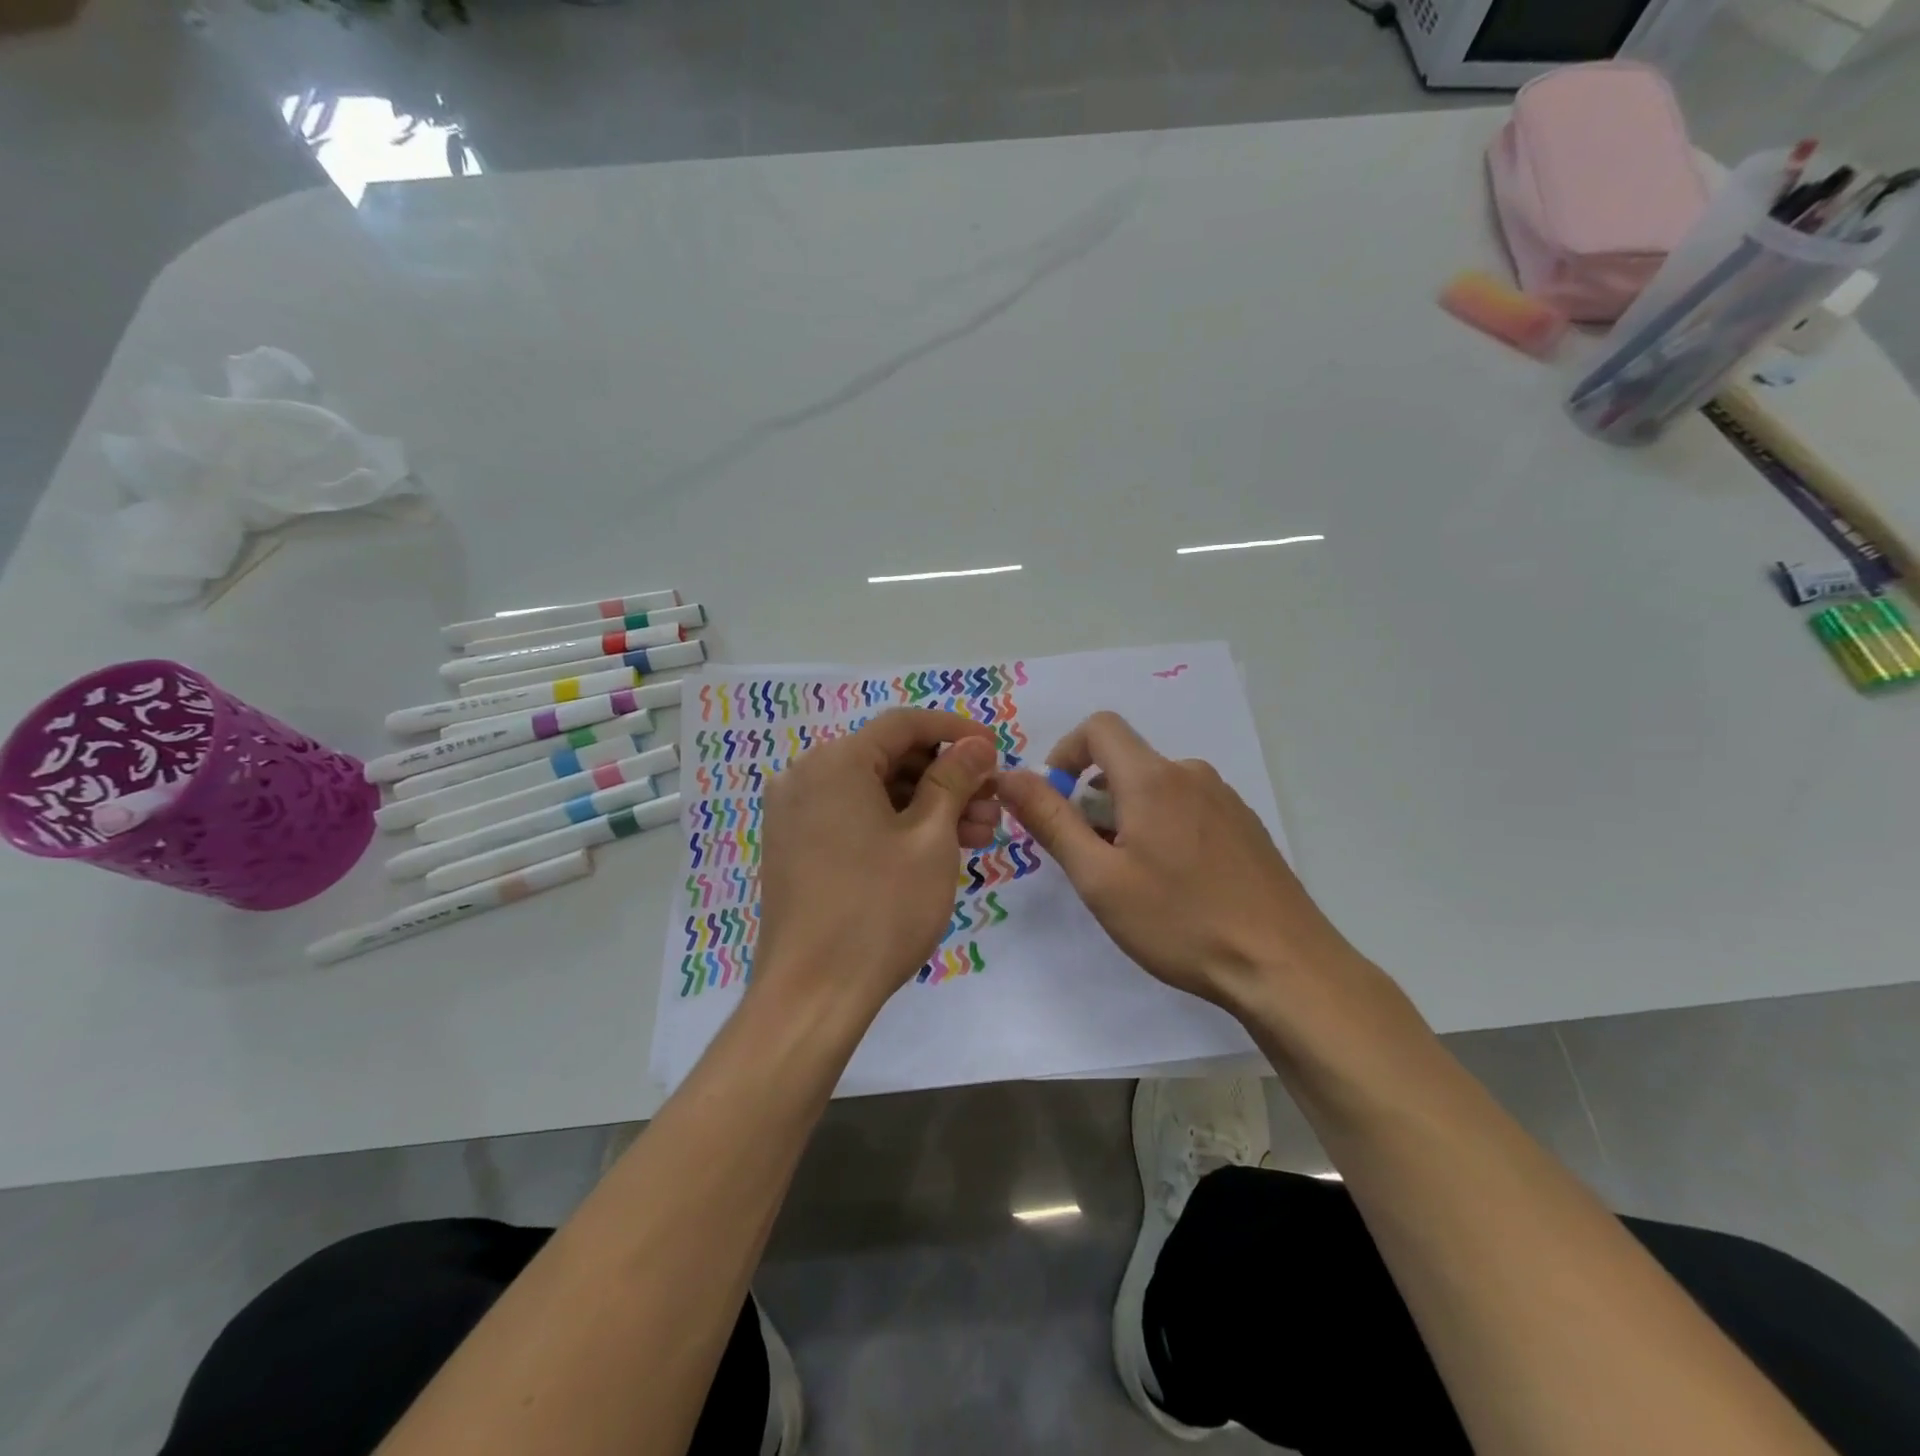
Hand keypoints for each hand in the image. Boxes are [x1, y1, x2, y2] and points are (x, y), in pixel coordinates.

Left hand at [754, 709, 999, 1018]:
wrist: (812, 995)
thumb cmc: (879, 910)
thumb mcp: (930, 839)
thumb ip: (955, 779)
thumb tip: (976, 744)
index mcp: (835, 762)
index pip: (904, 724)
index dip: (956, 731)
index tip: (996, 749)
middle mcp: (806, 776)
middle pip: (889, 757)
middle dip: (947, 776)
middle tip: (993, 804)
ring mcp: (796, 814)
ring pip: (875, 791)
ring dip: (928, 805)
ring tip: (979, 835)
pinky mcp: (796, 847)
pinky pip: (854, 817)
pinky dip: (896, 825)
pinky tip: (938, 848)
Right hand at [997, 711, 1357, 1010]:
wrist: (1284, 967)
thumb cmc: (1181, 921)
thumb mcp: (1099, 877)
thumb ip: (1051, 820)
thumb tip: (1009, 775)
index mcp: (1153, 778)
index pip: (1099, 727)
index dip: (1065, 753)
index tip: (1055, 800)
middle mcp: (1192, 775)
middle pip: (1127, 763)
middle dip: (1094, 799)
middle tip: (1090, 860)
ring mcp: (1226, 800)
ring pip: (1157, 789)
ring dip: (1128, 818)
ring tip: (1132, 880)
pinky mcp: (1245, 827)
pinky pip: (1188, 809)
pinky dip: (1163, 829)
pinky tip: (1176, 885)